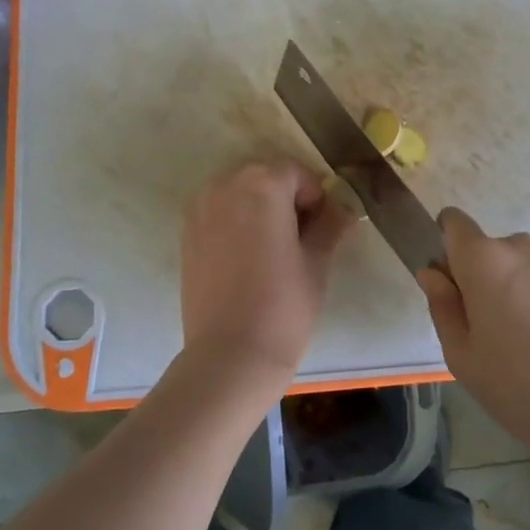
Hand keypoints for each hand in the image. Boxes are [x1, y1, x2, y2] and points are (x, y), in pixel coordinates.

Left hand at [180, 161, 352, 385]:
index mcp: (262, 185)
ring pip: (238, 193)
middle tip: (301, 238)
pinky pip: (218, 213)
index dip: (315, 197)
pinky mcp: (186, 235)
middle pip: (264, 178)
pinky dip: (235, 223)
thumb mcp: (316, 262)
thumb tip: (343, 208)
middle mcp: (225, 186)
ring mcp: (200, 210)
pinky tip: (247, 259)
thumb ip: (329, 225)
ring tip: (273, 249)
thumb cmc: (284, 305)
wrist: (230, 355)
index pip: (297, 173)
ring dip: (258, 208)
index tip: (323, 227)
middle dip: (285, 198)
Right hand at [418, 208, 529, 456]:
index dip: (445, 245)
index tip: (450, 283)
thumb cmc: (515, 383)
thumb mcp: (460, 353)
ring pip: (518, 265)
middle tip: (484, 327)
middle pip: (486, 249)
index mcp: (483, 259)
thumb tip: (433, 273)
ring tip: (522, 339)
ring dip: (512, 287)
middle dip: (480, 276)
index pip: (453, 221)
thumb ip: (441, 304)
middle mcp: (520, 247)